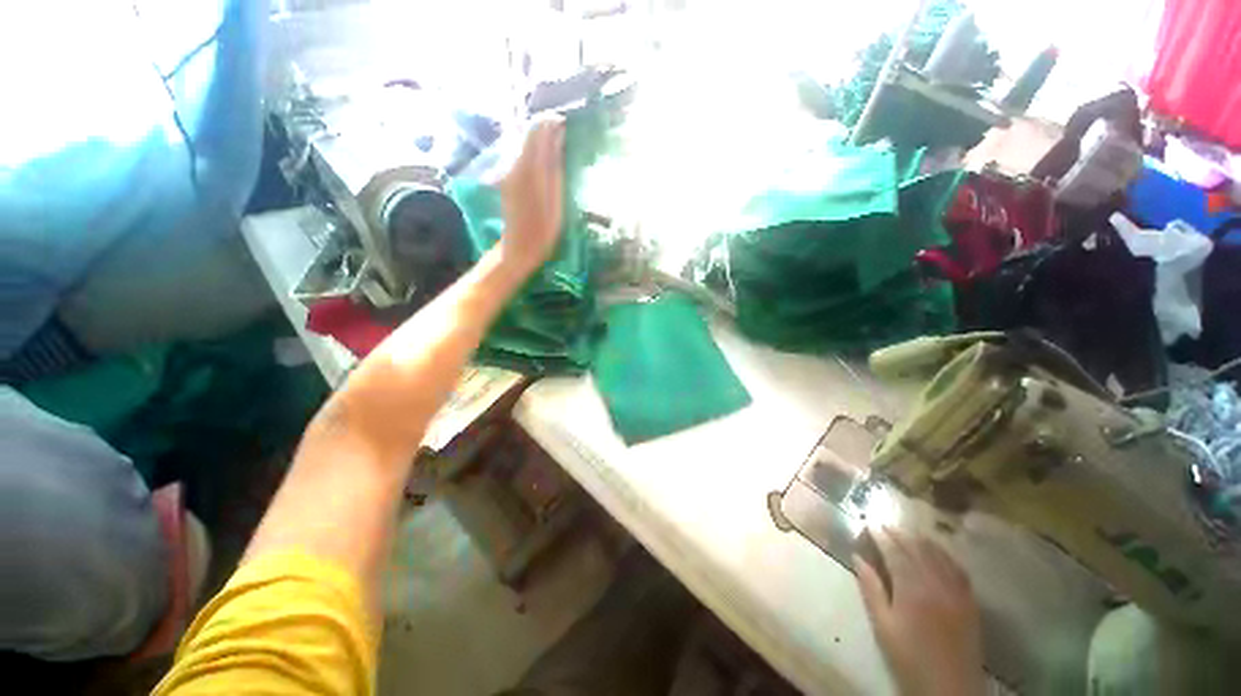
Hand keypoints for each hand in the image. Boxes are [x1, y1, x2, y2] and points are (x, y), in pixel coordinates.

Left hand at [498, 116, 565, 271]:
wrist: (518, 248)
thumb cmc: (543, 230)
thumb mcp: (556, 199)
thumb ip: (555, 165)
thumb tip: (558, 137)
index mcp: (528, 167)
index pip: (537, 129)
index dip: (552, 122)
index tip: (568, 126)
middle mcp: (514, 163)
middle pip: (528, 133)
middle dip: (546, 130)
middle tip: (566, 137)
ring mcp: (508, 170)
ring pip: (524, 143)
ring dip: (540, 141)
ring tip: (559, 149)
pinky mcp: (507, 177)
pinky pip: (521, 155)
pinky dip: (534, 153)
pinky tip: (546, 164)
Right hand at [854, 528, 983, 695]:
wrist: (949, 689)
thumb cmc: (909, 658)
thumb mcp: (883, 626)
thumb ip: (871, 589)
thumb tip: (857, 557)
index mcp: (912, 588)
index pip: (894, 552)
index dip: (881, 537)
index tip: (869, 524)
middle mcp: (936, 583)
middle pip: (917, 549)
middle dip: (899, 534)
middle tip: (884, 524)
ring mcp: (957, 591)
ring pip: (939, 555)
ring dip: (922, 540)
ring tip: (908, 532)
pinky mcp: (970, 601)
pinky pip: (958, 569)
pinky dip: (945, 555)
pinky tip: (938, 553)